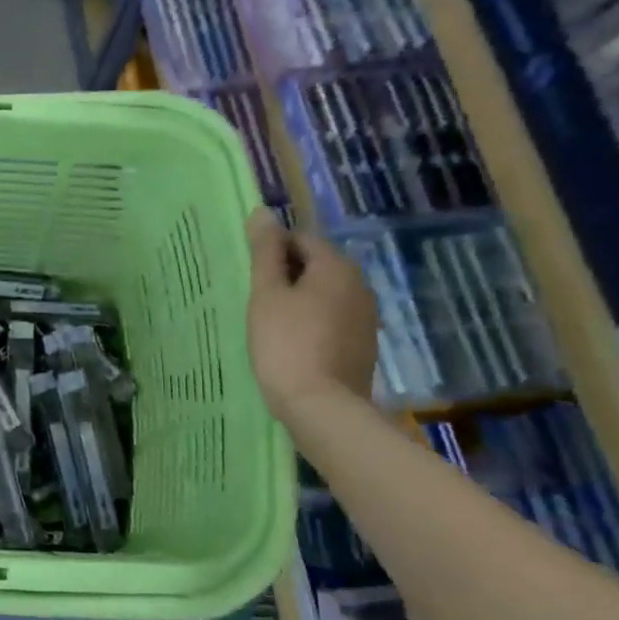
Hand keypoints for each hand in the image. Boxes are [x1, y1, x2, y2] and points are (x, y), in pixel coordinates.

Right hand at [244, 208, 377, 421]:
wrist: (322, 407)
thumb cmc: (286, 344)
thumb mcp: (267, 294)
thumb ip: (265, 252)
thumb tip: (262, 212)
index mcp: (336, 266)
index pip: (301, 238)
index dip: (273, 251)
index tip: (251, 274)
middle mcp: (360, 284)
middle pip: (317, 264)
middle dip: (287, 274)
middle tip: (257, 297)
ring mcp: (366, 316)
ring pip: (325, 292)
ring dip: (300, 298)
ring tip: (272, 320)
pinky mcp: (364, 343)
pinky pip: (334, 317)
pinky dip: (313, 320)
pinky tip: (293, 341)